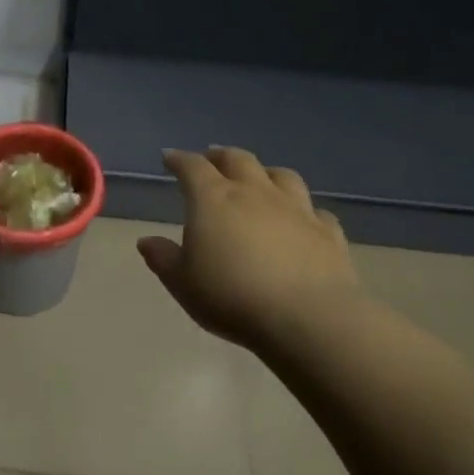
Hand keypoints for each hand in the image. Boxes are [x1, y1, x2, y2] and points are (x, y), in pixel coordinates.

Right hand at [137, 147, 364, 348]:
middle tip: (211, 158)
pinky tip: (302, 219)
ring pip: (281, 175)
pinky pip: (315, 211)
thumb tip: (146, 241)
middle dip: (220, 156)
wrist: (307, 318)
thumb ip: (163, 259)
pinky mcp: (327, 231)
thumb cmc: (232, 297)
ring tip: (259, 178)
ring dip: (265, 172)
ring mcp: (296, 208)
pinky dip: (304, 210)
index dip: (179, 160)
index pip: (192, 167)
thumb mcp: (183, 283)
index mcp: (214, 199)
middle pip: (237, 159)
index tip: (170, 158)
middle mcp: (255, 192)